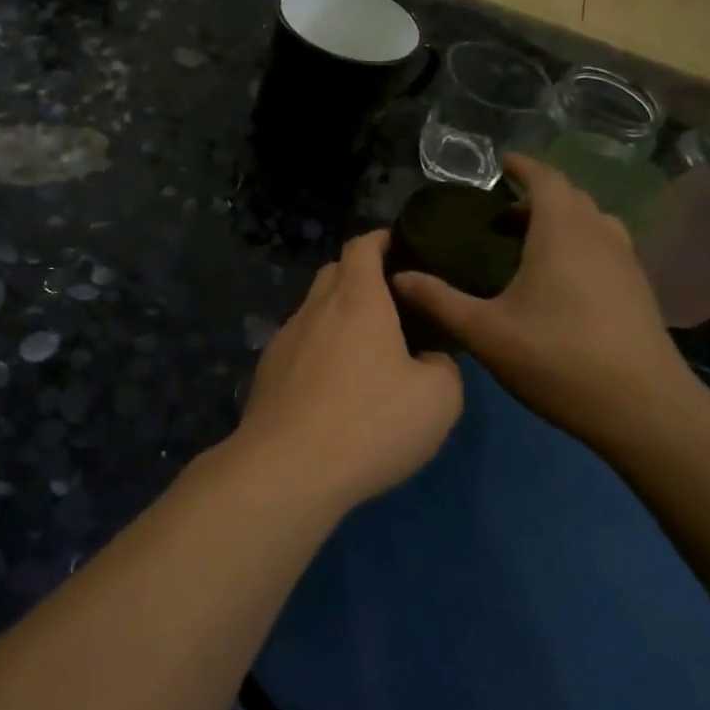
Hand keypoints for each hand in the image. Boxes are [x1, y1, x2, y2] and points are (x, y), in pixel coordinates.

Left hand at [230, 232, 463, 510]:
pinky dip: (318, 349)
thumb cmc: (370, 423)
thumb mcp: (439, 399)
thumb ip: (443, 366)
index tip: (398, 247)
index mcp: (357, 300)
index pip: (362, 247)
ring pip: (313, 311)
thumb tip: (428, 360)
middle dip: (359, 276)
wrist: (288, 469)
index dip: (381, 240)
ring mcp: (284, 339)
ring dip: (337, 316)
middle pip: (333, 273)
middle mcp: (315, 309)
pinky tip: (332, 386)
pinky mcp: (267, 371)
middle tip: (389, 302)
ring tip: (363, 349)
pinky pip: (298, 345)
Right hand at [391, 155, 705, 449]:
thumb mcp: (485, 332)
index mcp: (562, 232)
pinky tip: (562, 279)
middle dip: (537, 195)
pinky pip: (606, 245)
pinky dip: (580, 242)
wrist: (643, 408)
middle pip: (570, 197)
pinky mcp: (639, 289)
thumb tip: (397, 276)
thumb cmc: (557, 359)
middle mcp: (599, 235)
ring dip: (562, 219)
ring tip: (531, 243)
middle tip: (501, 215)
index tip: (501, 164)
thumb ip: (439, 300)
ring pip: (592, 221)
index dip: (524, 166)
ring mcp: (626, 262)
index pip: (546, 178)